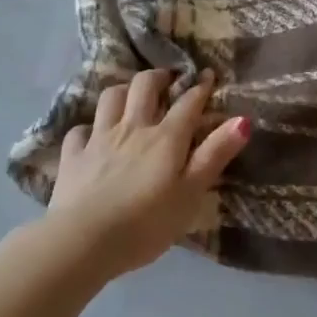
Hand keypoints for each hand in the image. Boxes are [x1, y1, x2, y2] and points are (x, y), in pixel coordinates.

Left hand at [48, 68, 250, 278]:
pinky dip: (88, 128)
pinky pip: (79, 131)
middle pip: (144, 86)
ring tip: (131, 95)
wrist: (83, 241)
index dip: (200, 86)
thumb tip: (243, 119)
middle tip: (168, 80)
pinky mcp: (73, 156)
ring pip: (111, 98)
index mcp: (165, 137)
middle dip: (159, 77)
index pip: (187, 102)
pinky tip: (91, 135)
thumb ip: (215, 155)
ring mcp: (99, 139)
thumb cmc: (146, 223)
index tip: (208, 75)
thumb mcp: (191, 193)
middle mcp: (132, 127)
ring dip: (124, 90)